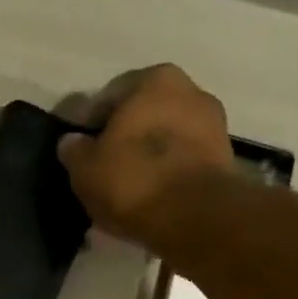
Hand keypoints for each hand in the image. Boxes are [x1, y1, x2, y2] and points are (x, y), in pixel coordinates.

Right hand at [56, 64, 233, 250]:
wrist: (196, 219)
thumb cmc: (135, 182)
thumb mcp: (86, 169)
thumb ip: (75, 151)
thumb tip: (72, 143)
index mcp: (155, 78)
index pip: (111, 99)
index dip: (92, 128)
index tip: (83, 155)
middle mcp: (191, 91)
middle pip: (145, 118)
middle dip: (127, 141)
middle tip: (108, 174)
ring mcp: (214, 127)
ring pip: (169, 141)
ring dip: (152, 161)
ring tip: (133, 192)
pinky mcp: (226, 163)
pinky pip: (186, 166)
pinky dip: (171, 178)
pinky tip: (157, 201)